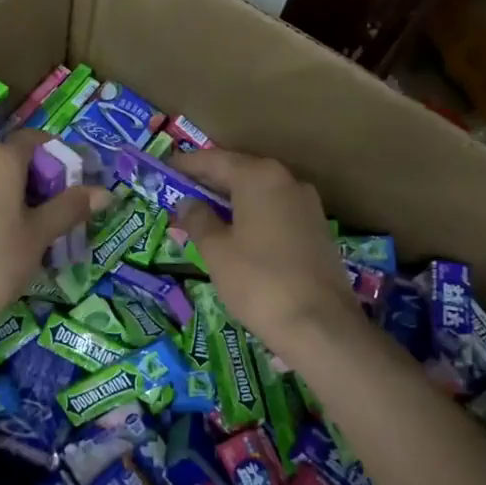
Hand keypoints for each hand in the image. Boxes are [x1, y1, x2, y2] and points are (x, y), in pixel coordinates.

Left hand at [0, 129, 108, 337]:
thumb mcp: (40, 233)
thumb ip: (70, 207)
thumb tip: (105, 192)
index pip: (34, 140)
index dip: (58, 155)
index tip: (76, 179)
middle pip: (13, 159)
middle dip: (39, 179)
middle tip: (61, 208)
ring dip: (16, 195)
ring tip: (36, 226)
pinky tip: (6, 237)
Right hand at [174, 150, 361, 356]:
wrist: (319, 324)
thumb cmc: (258, 281)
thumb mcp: (216, 250)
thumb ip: (198, 219)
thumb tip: (188, 203)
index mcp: (258, 177)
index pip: (214, 160)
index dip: (187, 164)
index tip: (166, 168)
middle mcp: (286, 180)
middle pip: (240, 171)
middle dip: (209, 181)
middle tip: (181, 190)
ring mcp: (307, 204)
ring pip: (260, 192)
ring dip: (232, 199)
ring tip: (204, 212)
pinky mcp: (317, 229)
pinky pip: (276, 210)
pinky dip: (253, 214)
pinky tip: (237, 232)